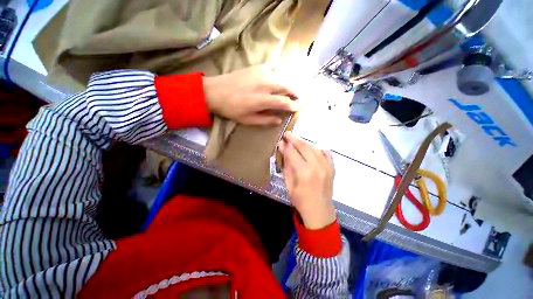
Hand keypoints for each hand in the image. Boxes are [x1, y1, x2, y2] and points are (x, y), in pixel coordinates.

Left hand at [203, 65, 298, 124]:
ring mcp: (261, 74)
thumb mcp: (248, 120)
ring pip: (282, 75)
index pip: (284, 102)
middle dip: (296, 92)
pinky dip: (280, 69)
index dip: (293, 105)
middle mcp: (265, 85)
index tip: (297, 108)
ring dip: (290, 82)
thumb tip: (279, 121)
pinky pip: (272, 66)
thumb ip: (265, 120)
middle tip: (299, 98)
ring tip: (293, 88)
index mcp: (263, 100)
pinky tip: (281, 74)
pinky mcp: (256, 67)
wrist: (215, 92)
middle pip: (287, 86)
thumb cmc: (232, 109)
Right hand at [278, 132, 335, 229]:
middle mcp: (316, 166)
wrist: (319, 211)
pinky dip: (319, 149)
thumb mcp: (289, 184)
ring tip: (298, 142)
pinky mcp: (332, 168)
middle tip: (287, 133)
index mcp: (304, 172)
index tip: (280, 141)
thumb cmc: (300, 200)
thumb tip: (283, 151)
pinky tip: (313, 149)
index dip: (285, 146)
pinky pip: (326, 153)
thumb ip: (287, 166)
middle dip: (294, 139)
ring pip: (315, 148)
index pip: (292, 153)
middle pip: (304, 147)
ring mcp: (326, 166)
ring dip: (305, 143)